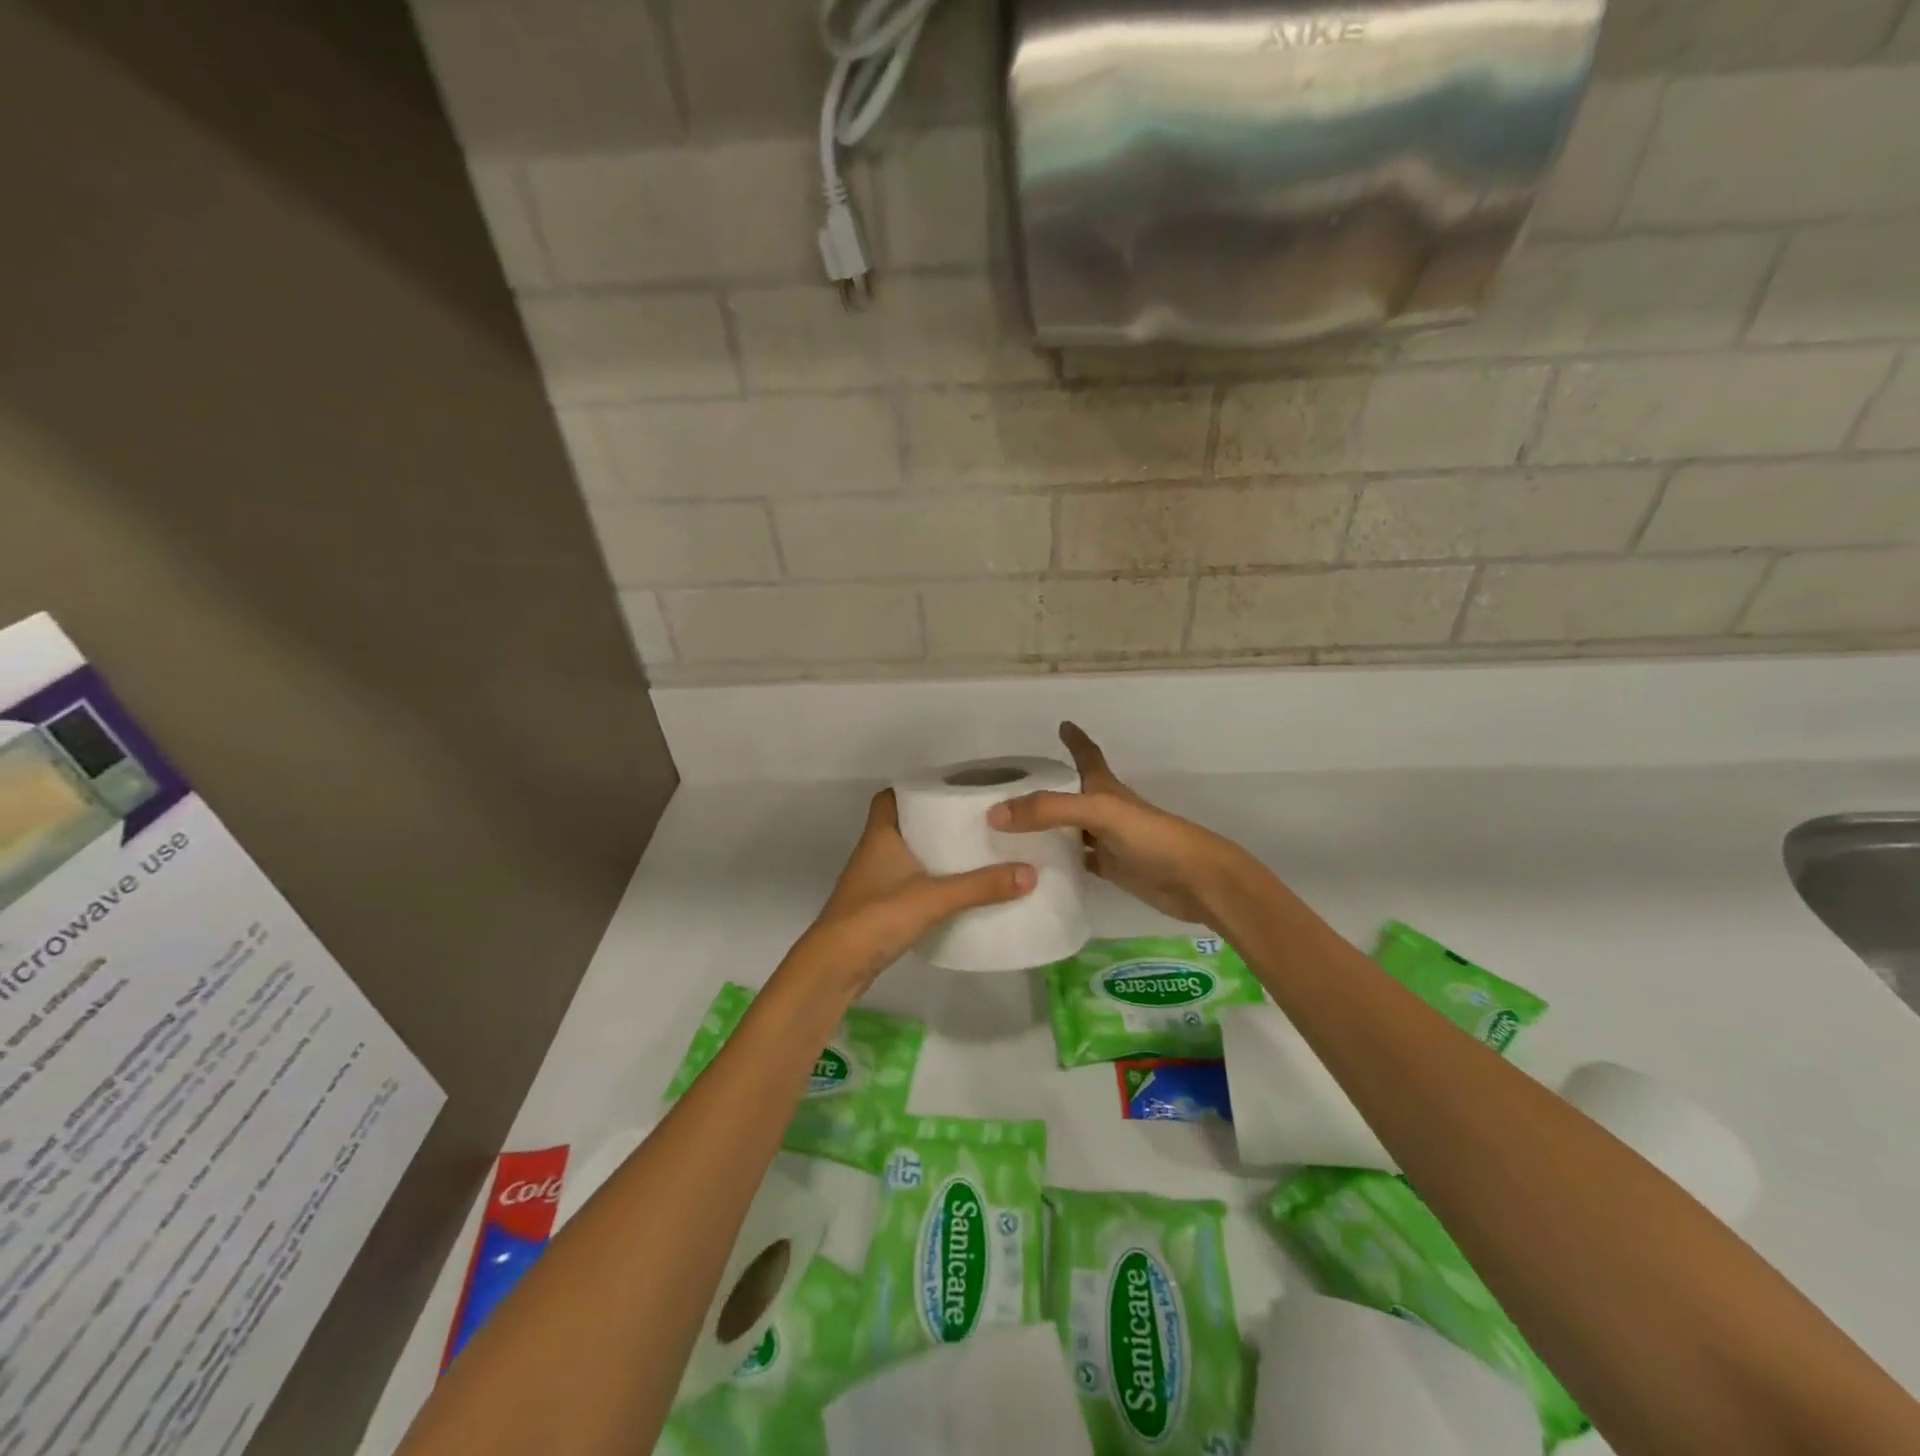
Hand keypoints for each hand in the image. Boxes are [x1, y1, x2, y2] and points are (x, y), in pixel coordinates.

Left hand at [785, 789, 1034, 996]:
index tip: (948, 790)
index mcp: (881, 835)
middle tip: (972, 821)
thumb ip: (980, 886)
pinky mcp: (878, 909)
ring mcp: (874, 882)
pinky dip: (929, 882)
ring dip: (933, 853)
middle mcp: (874, 852)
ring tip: (972, 851)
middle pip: (904, 825)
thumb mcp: (934, 898)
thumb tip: (1030, 872)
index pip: (890, 797)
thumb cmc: (877, 917)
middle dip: (934, 822)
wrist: (835, 967)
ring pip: (907, 856)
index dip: (914, 789)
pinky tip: (956, 890)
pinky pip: (908, 884)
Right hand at [988, 722, 1253, 926]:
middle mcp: (1105, 811)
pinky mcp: (1111, 870)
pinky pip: (1076, 862)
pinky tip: (1034, 869)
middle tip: (1008, 791)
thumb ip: (1049, 810)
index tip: (1062, 724)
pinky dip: (1056, 862)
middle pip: (1070, 795)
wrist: (1196, 881)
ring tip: (1007, 831)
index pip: (1087, 756)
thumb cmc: (1152, 837)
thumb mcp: (1098, 813)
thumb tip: (995, 814)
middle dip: (1045, 789)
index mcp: (1105, 789)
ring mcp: (1108, 842)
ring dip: (1044, 828)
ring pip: (1069, 830)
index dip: (1074, 739)